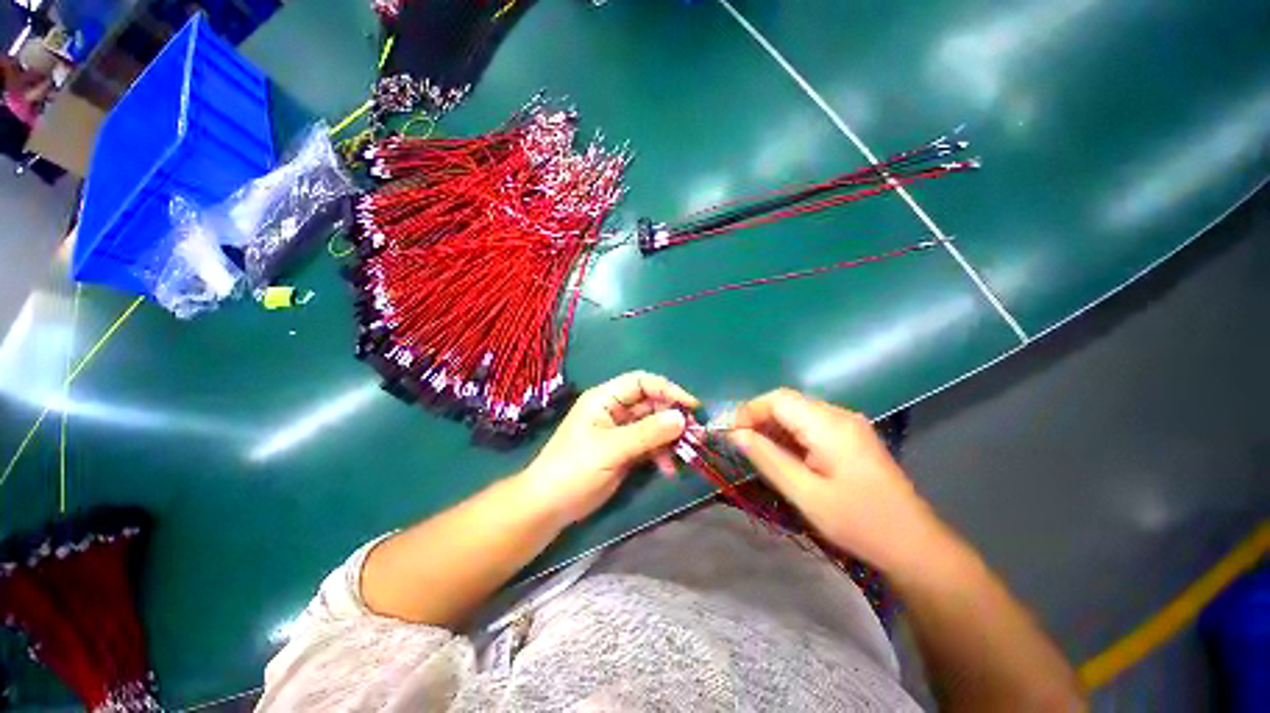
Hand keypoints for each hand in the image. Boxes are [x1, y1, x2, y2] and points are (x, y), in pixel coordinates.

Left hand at [517, 372, 698, 525]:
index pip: (641, 382)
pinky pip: (650, 445)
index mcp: (605, 399)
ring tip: (685, 454)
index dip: (667, 389)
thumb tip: (681, 418)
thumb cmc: (573, 469)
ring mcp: (621, 432)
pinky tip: (668, 469)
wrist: (550, 507)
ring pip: (654, 425)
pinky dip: (662, 454)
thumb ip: (647, 433)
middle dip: (673, 417)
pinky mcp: (625, 451)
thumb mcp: (610, 449)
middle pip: (651, 404)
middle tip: (694, 434)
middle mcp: (615, 411)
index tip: (691, 405)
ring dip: (670, 438)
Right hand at [731, 388, 943, 570]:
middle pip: (788, 403)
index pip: (778, 399)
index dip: (749, 411)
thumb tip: (735, 434)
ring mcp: (848, 424)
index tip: (732, 434)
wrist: (914, 544)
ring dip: (774, 427)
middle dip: (759, 419)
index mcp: (829, 425)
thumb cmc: (858, 522)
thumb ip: (767, 458)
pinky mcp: (852, 436)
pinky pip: (812, 424)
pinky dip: (791, 435)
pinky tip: (784, 456)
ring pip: (798, 412)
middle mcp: (839, 415)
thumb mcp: (805, 494)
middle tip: (741, 445)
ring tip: (758, 452)